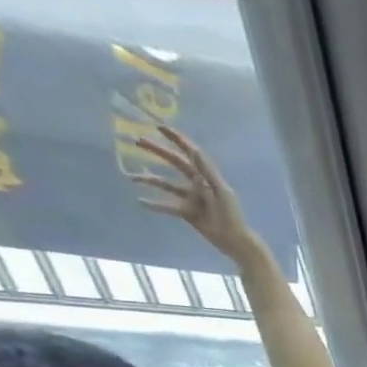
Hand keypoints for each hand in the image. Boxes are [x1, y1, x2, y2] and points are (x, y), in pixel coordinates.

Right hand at [129, 125, 259, 263]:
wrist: (234, 240)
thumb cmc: (231, 215)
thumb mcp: (221, 191)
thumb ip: (207, 172)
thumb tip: (194, 151)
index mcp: (208, 177)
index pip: (191, 154)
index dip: (177, 139)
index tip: (159, 127)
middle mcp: (199, 184)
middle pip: (175, 163)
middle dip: (158, 151)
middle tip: (136, 141)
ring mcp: (192, 197)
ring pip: (167, 184)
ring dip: (150, 180)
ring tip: (131, 177)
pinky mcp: (188, 211)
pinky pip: (168, 205)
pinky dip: (155, 204)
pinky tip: (141, 202)